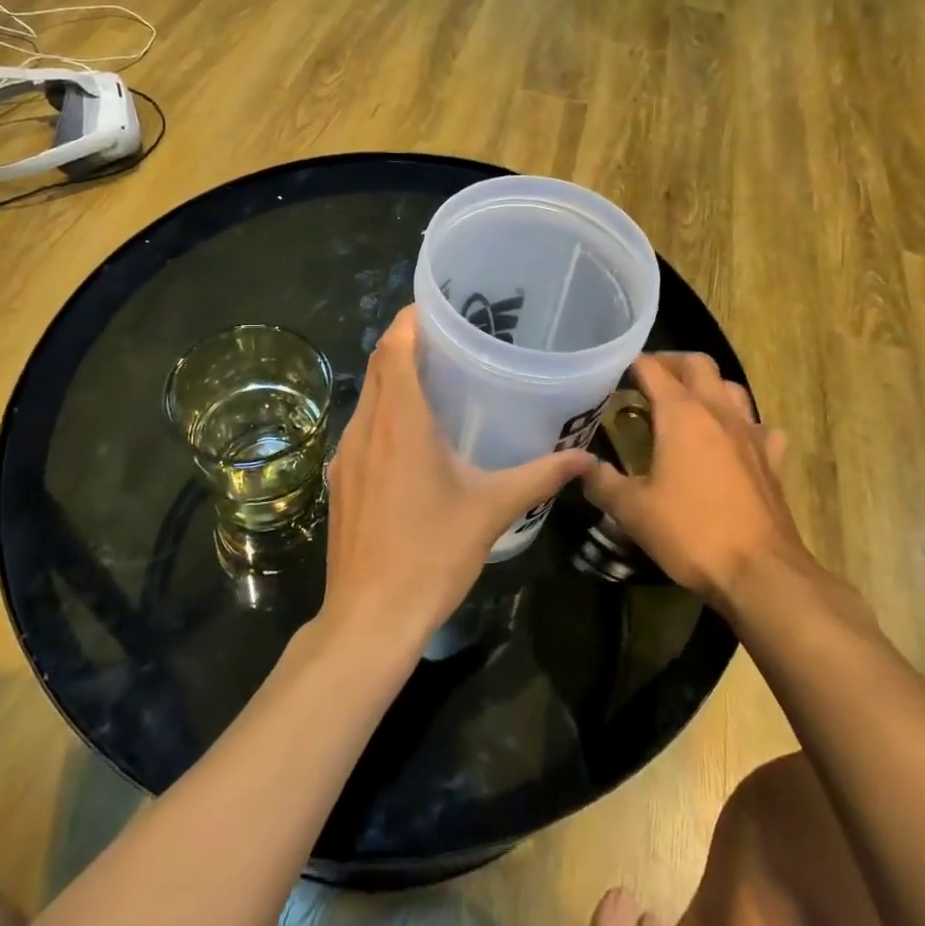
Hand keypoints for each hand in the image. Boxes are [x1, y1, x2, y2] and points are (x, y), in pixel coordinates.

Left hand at [322, 306, 594, 652]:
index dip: (412, 317)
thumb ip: (539, 477)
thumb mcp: (491, 510)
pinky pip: (362, 426)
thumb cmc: (431, 555)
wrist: (369, 618)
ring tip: (437, 378)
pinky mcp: (340, 477)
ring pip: (368, 394)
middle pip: (379, 363)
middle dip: (408, 342)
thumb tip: (584, 459)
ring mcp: (346, 453)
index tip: (442, 307)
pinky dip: (384, 411)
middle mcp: (367, 426)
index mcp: (400, 420)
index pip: (394, 345)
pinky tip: (413, 436)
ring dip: (394, 377)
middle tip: (452, 338)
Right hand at [584, 354, 816, 612]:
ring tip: (688, 406)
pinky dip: (743, 426)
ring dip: (708, 388)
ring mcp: (751, 434)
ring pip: (732, 389)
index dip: (630, 365)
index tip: (613, 374)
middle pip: (698, 364)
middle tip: (649, 380)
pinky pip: (760, 428)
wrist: (761, 573)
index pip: (652, 368)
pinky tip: (733, 443)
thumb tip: (581, 466)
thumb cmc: (691, 532)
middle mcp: (718, 411)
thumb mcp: (632, 510)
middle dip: (671, 363)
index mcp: (681, 413)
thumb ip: (602, 482)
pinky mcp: (772, 461)